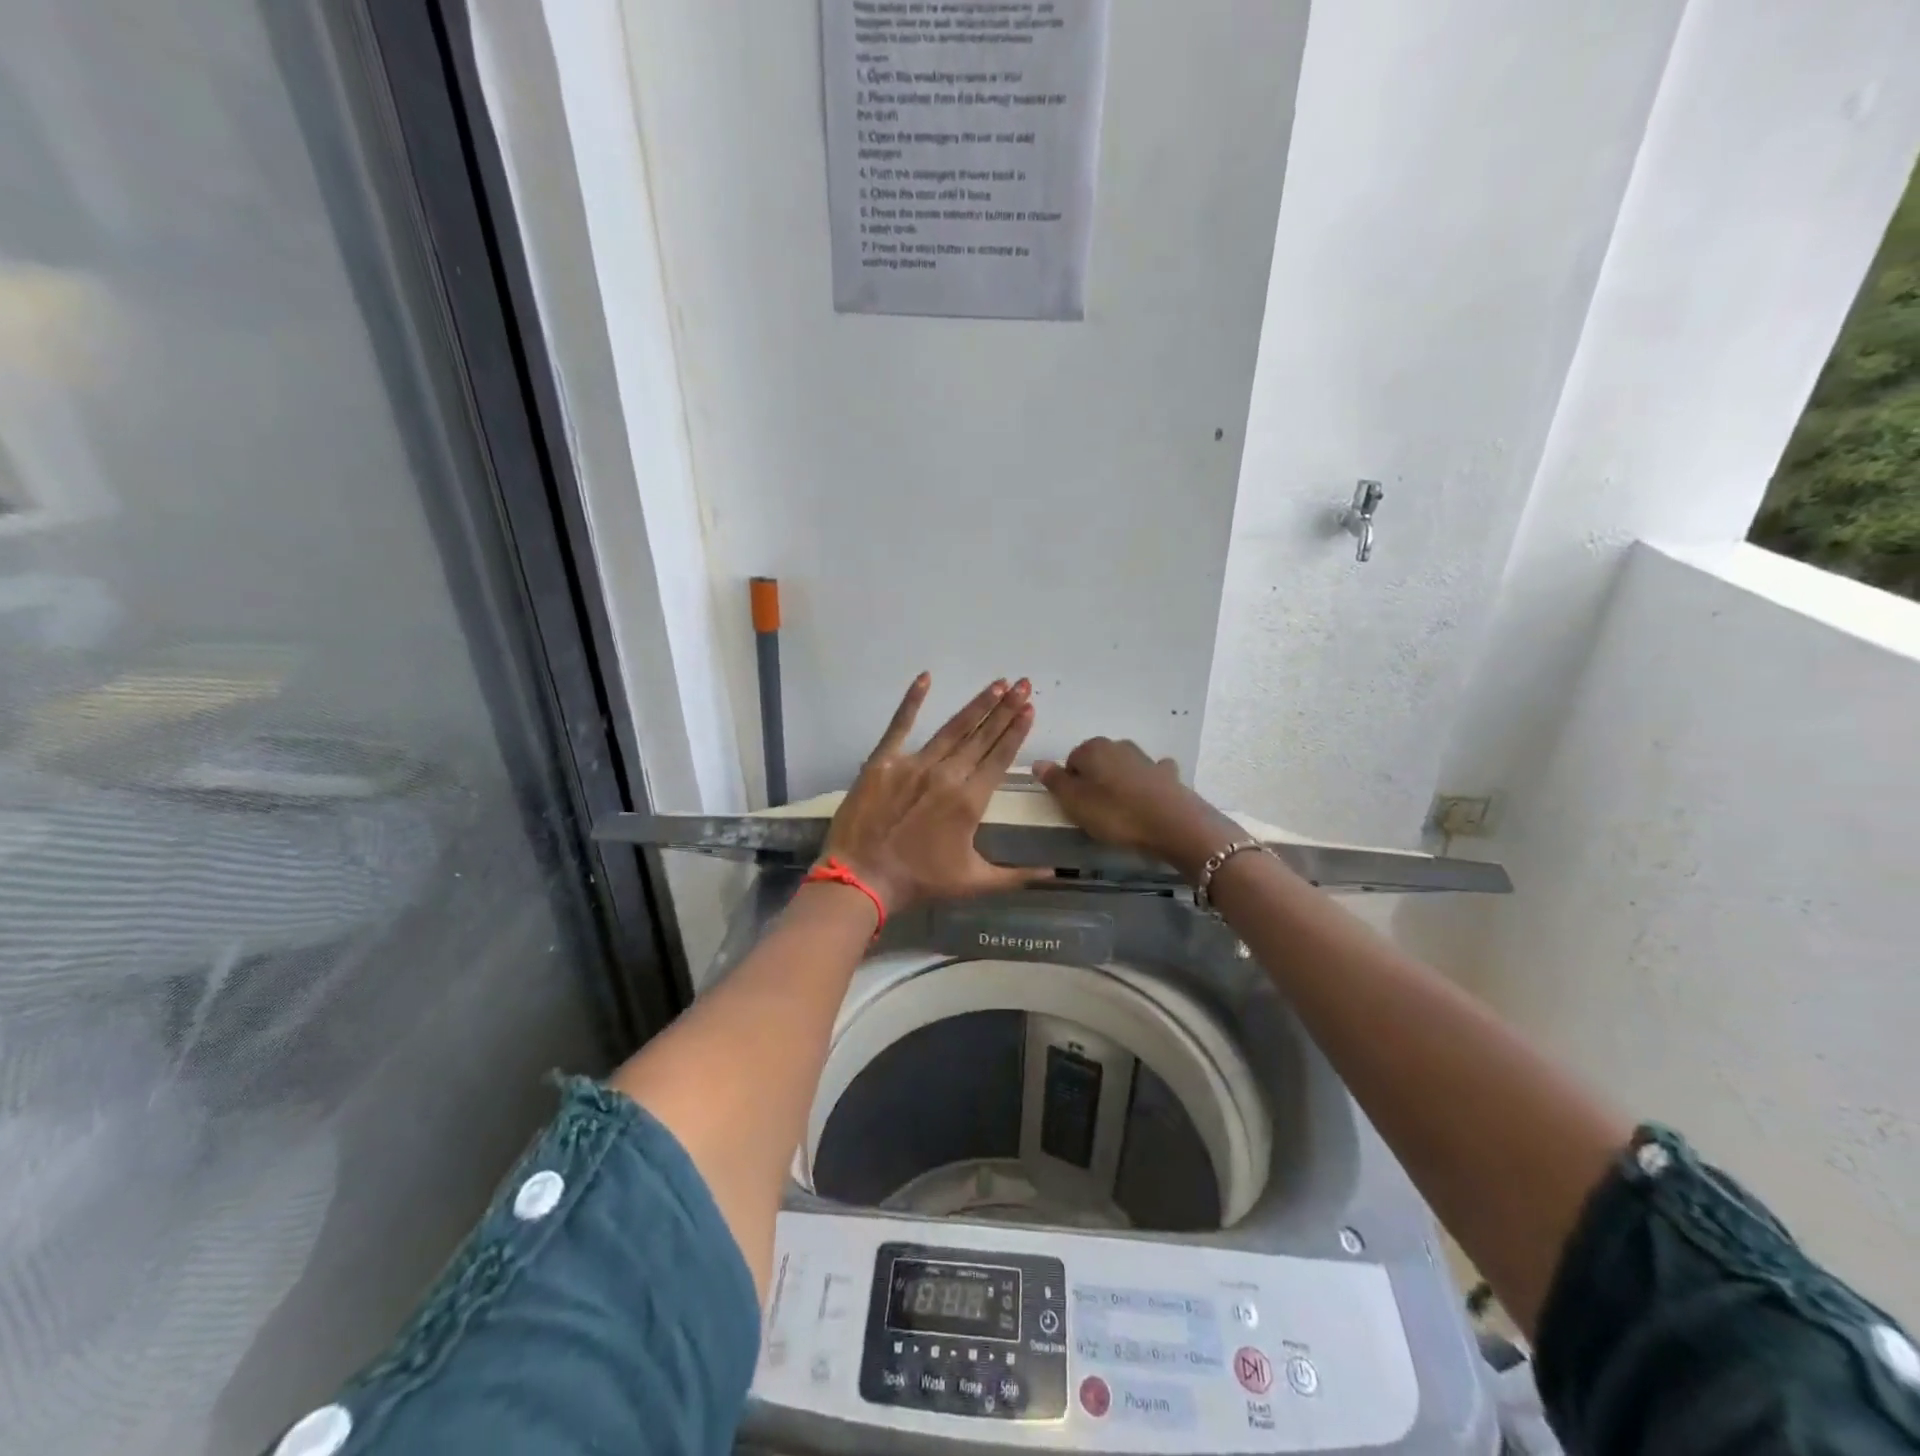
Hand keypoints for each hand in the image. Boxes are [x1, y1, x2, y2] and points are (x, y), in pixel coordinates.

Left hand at [821, 674, 1049, 914]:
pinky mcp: (883, 762)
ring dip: (977, 705)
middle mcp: (946, 775)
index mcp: (970, 801)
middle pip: (982, 736)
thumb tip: (1054, 873)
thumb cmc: (920, 882)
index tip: (1030, 709)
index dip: (1017, 731)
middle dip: (1006, 709)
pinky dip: (912, 701)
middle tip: (1023, 683)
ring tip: (997, 684)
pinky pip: (899, 725)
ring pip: (952, 728)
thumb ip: (1017, 875)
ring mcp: (913, 764)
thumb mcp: (974, 882)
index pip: (1000, 757)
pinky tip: (925, 677)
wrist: (862, 879)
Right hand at [1033, 737, 1236, 878]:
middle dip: (1094, 781)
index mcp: (1092, 749)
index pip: (1070, 761)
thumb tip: (1038, 762)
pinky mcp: (1167, 774)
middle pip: (1097, 762)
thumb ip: (1055, 781)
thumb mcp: (1075, 803)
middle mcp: (1118, 745)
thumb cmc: (1116, 814)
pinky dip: (1145, 784)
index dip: (1070, 784)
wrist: (1172, 823)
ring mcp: (1145, 758)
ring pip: (1122, 767)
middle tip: (1095, 812)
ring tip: (1120, 811)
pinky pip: (1149, 775)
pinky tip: (1147, 800)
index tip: (1075, 806)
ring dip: (1118, 782)